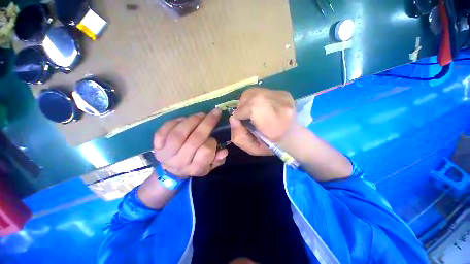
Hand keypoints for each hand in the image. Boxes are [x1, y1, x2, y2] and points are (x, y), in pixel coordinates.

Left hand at [153, 109, 227, 178]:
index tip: (214, 137)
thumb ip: (218, 160)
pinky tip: (184, 119)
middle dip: (207, 123)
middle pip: (194, 139)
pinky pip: (164, 130)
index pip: (206, 151)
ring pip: (179, 133)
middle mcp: (180, 161)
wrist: (171, 171)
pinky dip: (176, 121)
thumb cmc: (194, 166)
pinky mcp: (156, 146)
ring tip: (201, 114)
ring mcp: (165, 153)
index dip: (212, 141)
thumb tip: (224, 151)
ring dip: (192, 120)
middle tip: (215, 113)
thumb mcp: (209, 167)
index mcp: (194, 168)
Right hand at [230, 87, 297, 155]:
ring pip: (253, 91)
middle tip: (244, 116)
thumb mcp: (253, 149)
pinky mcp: (283, 92)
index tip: (240, 120)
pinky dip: (254, 98)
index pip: (253, 106)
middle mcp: (282, 106)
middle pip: (252, 95)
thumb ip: (239, 136)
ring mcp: (284, 96)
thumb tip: (233, 118)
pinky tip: (259, 107)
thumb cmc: (273, 146)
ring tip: (250, 112)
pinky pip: (260, 91)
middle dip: (242, 106)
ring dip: (246, 101)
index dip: (241, 112)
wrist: (294, 137)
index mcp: (276, 124)